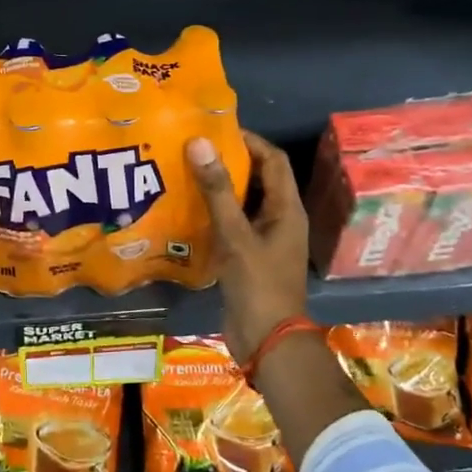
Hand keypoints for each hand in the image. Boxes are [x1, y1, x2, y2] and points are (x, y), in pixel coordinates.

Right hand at [187, 130, 311, 361]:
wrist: (267, 342)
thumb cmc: (258, 285)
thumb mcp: (235, 235)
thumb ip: (217, 190)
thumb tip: (200, 143)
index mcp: (286, 209)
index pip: (273, 160)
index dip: (249, 140)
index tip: (215, 129)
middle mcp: (279, 219)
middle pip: (258, 178)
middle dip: (229, 161)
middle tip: (192, 149)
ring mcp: (264, 240)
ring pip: (242, 203)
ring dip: (218, 188)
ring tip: (184, 172)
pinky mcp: (247, 258)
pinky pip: (231, 225)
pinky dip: (213, 214)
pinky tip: (185, 210)